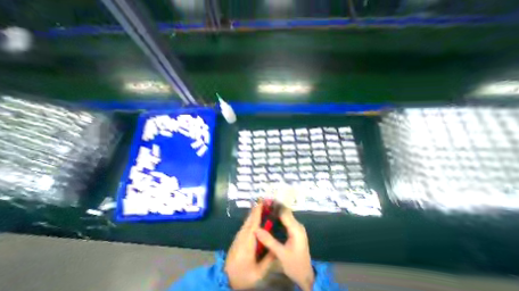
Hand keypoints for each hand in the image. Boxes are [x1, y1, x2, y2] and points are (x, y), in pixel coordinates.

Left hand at [227, 204, 277, 289]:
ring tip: (263, 205)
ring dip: (255, 212)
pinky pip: (246, 224)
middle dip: (257, 209)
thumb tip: (277, 247)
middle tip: (266, 201)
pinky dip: (252, 217)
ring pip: (248, 220)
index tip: (262, 202)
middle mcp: (242, 235)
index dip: (258, 212)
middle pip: (250, 219)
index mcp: (248, 243)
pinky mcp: (238, 236)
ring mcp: (239, 235)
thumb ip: (269, 259)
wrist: (226, 279)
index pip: (254, 223)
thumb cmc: (243, 276)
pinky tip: (257, 216)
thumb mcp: (258, 272)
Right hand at [255, 208, 313, 289]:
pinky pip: (286, 220)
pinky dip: (278, 218)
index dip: (275, 206)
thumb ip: (269, 241)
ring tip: (265, 209)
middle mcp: (297, 225)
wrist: (306, 276)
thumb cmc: (294, 265)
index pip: (284, 212)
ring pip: (286, 215)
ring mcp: (297, 227)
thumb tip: (256, 230)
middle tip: (263, 205)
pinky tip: (271, 218)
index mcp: (296, 229)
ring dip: (276, 211)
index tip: (265, 202)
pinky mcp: (295, 231)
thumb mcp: (281, 254)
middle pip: (285, 212)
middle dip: (275, 207)